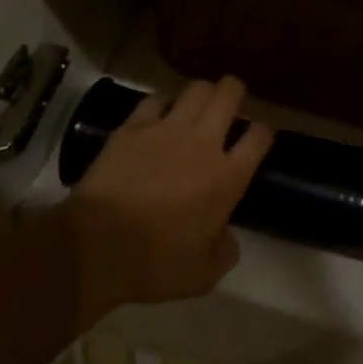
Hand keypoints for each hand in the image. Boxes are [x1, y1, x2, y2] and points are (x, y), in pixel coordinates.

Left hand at [69, 76, 274, 308]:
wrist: (98, 246)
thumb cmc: (156, 263)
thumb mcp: (203, 274)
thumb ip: (225, 251)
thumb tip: (227, 237)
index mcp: (228, 177)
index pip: (259, 136)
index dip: (263, 132)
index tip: (258, 137)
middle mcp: (203, 143)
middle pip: (229, 94)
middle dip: (235, 92)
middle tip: (231, 103)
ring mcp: (166, 129)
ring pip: (196, 89)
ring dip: (202, 93)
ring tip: (198, 105)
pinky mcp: (133, 127)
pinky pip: (155, 99)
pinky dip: (162, 103)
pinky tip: (158, 114)